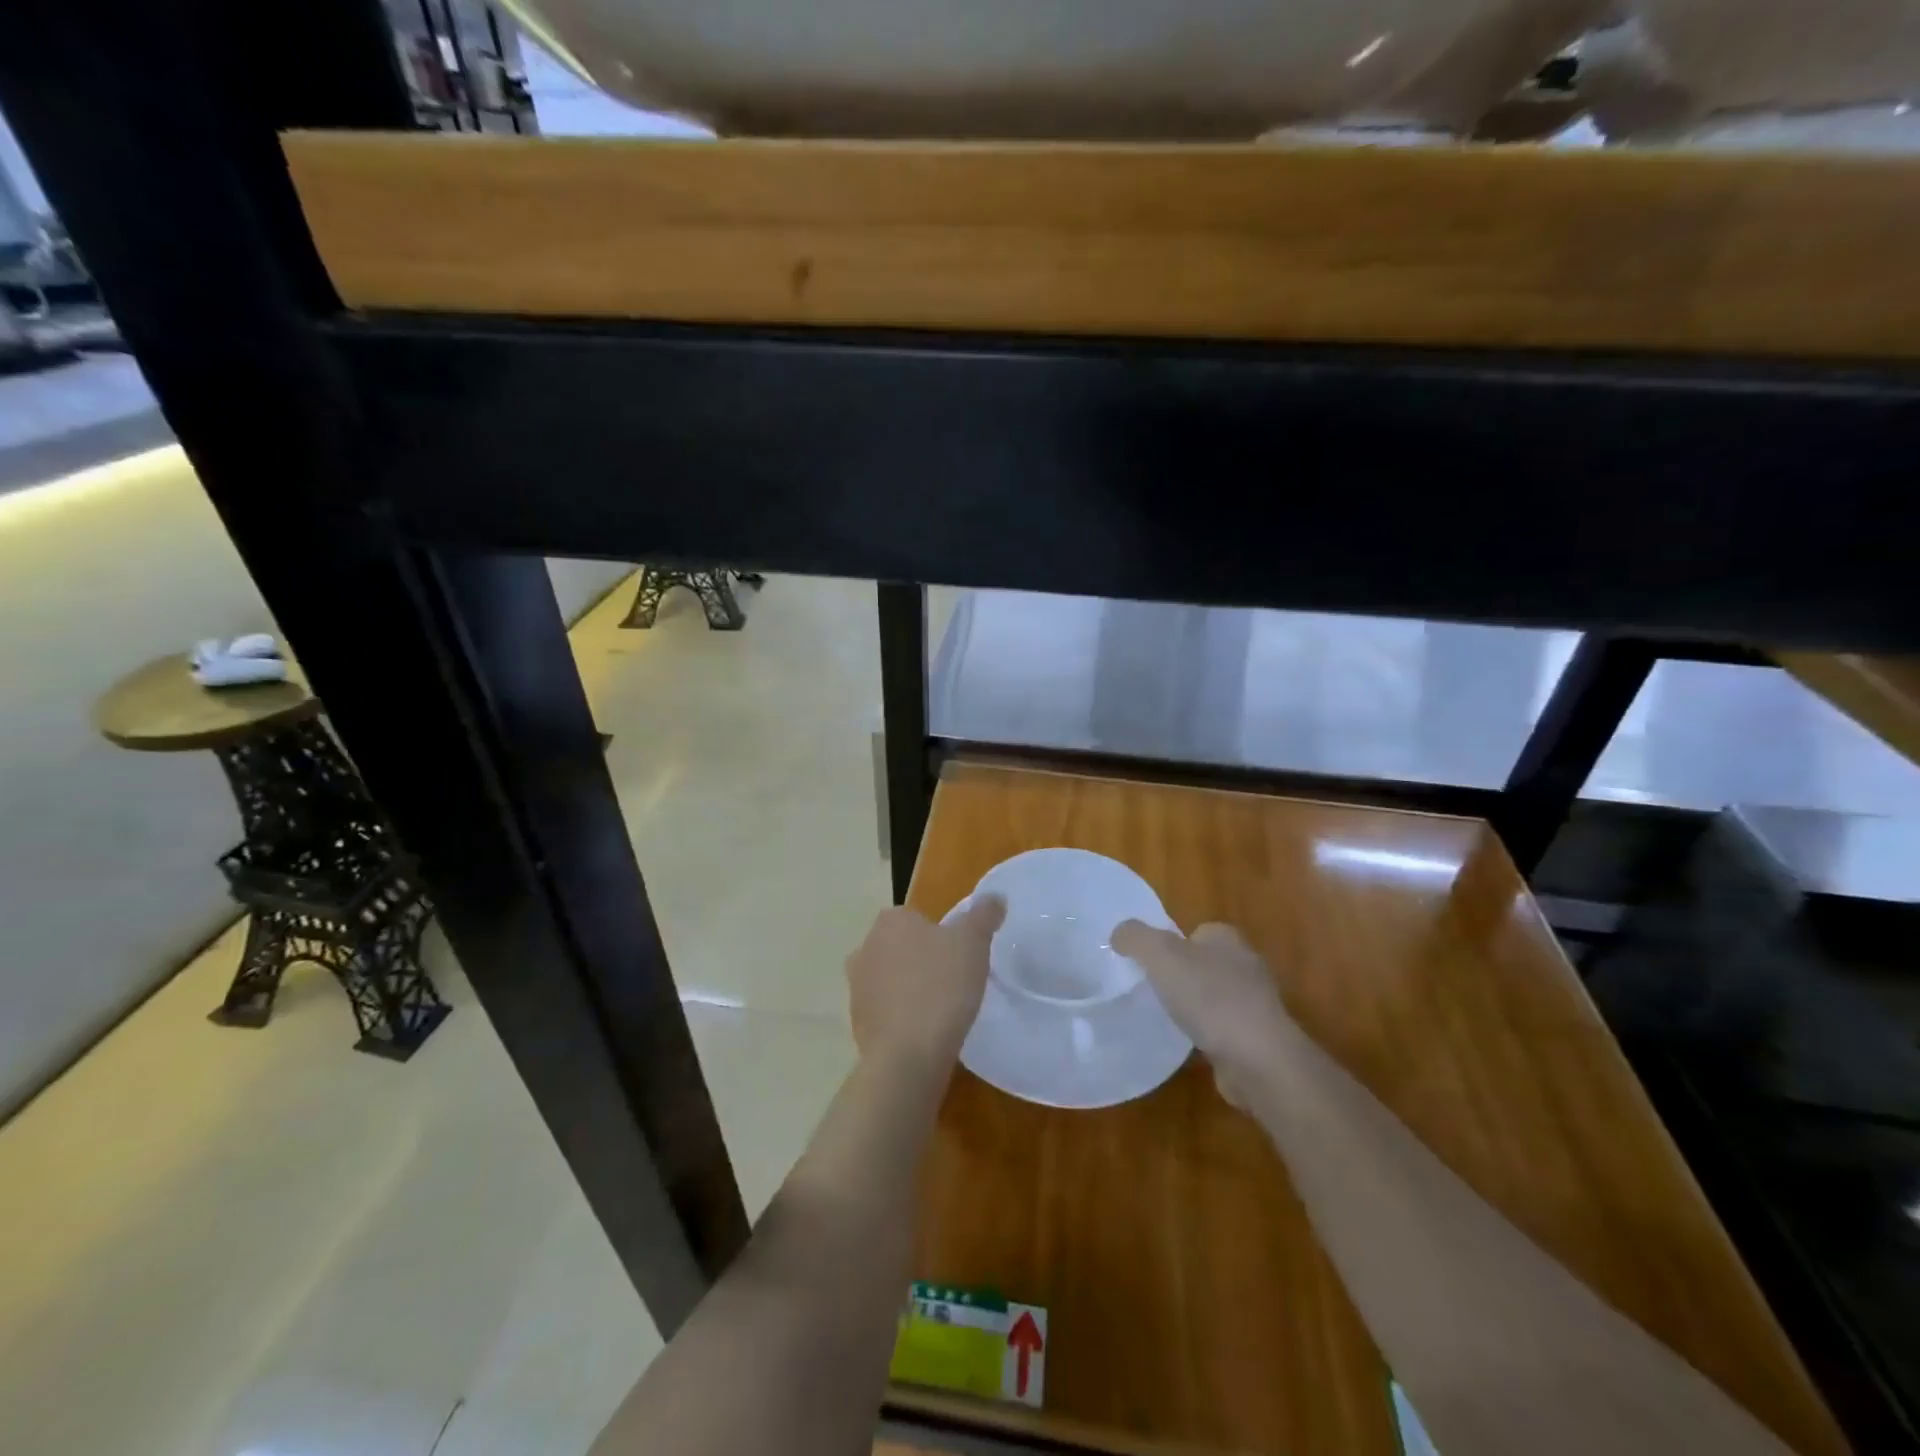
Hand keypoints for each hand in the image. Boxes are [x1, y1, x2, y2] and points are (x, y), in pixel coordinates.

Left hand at [846, 898, 1005, 1076]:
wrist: (907, 1056)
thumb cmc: (941, 987)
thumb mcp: (974, 944)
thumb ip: (984, 916)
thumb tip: (995, 896)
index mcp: (890, 921)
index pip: (917, 918)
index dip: (940, 935)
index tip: (959, 956)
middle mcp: (865, 947)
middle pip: (901, 947)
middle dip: (922, 960)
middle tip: (953, 981)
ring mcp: (857, 987)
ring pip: (890, 979)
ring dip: (909, 989)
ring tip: (941, 1010)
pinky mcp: (857, 1023)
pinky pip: (885, 1012)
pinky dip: (901, 1018)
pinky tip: (924, 1033)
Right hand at [1111, 920, 1294, 1107]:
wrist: (1258, 1059)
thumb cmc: (1209, 997)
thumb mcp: (1160, 955)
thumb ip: (1135, 938)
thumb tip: (1119, 934)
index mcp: (1227, 939)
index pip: (1196, 931)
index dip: (1171, 942)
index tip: (1149, 963)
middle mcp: (1245, 966)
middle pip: (1204, 963)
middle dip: (1181, 975)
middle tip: (1150, 989)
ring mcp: (1254, 1005)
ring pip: (1213, 998)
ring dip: (1193, 1007)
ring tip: (1164, 1019)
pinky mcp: (1256, 1040)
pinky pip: (1221, 1030)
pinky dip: (1205, 1036)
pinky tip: (1186, 1047)